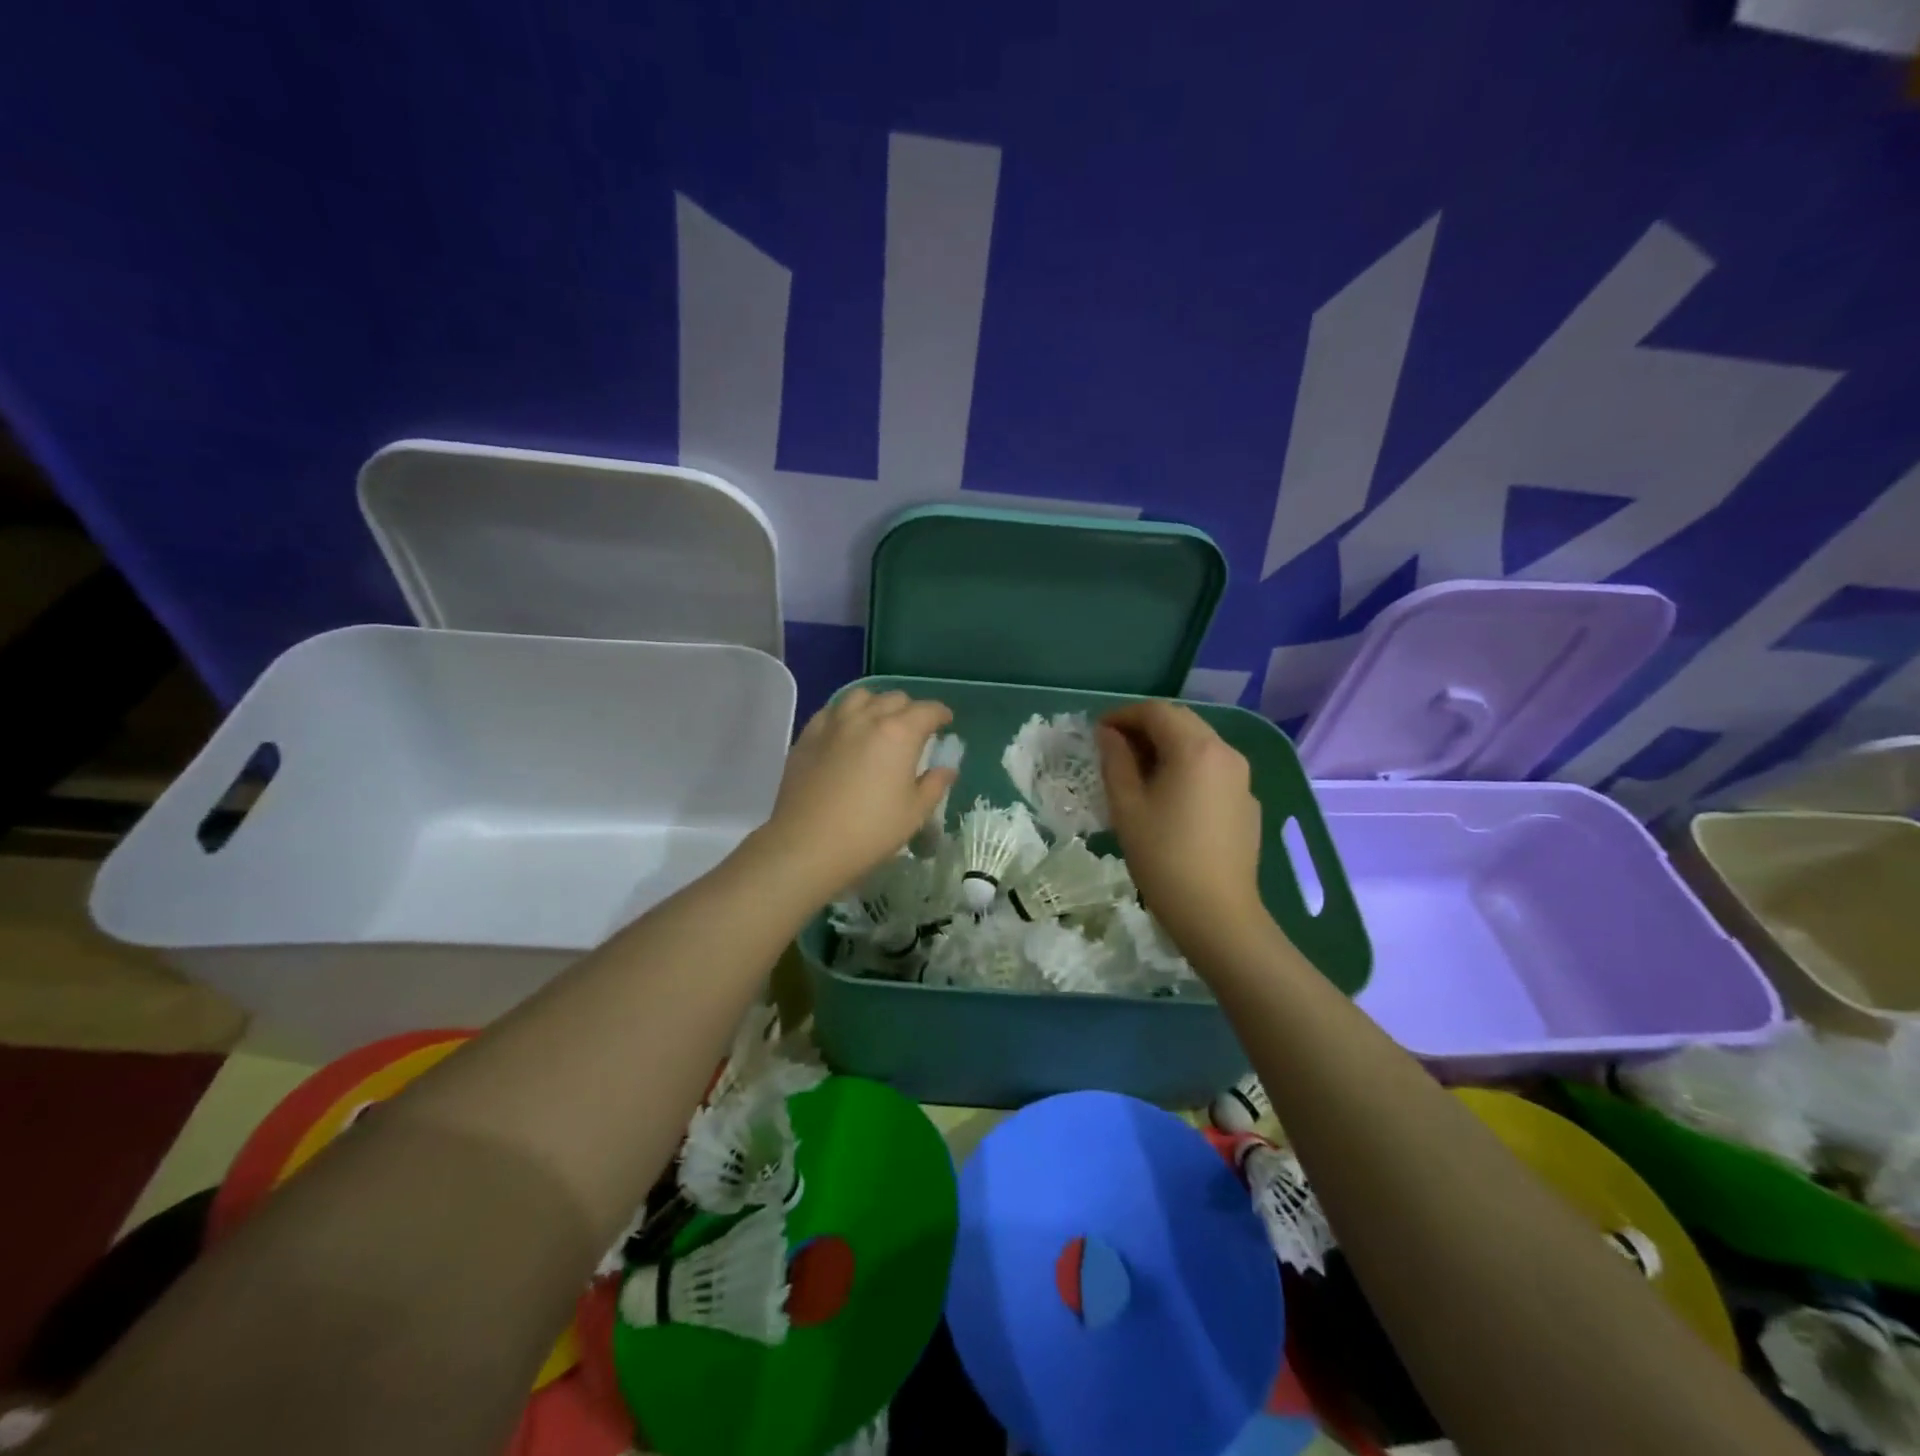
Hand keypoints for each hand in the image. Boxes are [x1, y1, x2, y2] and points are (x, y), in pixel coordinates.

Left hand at [757, 689, 956, 899]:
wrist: (807, 844)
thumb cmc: (870, 831)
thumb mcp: (914, 813)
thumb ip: (935, 784)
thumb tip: (946, 769)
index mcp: (899, 733)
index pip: (927, 710)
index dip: (941, 713)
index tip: (946, 722)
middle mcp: (866, 718)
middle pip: (894, 699)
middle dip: (910, 709)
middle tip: (914, 730)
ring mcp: (833, 724)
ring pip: (860, 697)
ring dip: (876, 705)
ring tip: (879, 723)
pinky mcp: (807, 736)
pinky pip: (831, 711)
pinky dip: (846, 714)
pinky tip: (846, 732)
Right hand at [1098, 701, 1269, 955]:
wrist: (1217, 913)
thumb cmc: (1163, 857)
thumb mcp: (1127, 806)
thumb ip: (1115, 760)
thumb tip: (1108, 734)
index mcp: (1195, 749)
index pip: (1156, 712)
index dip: (1123, 715)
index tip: (1098, 732)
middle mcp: (1226, 753)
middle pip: (1182, 722)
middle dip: (1146, 727)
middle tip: (1115, 749)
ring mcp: (1242, 779)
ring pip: (1200, 745)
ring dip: (1168, 746)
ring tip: (1139, 772)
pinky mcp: (1248, 803)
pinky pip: (1214, 770)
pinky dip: (1188, 768)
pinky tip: (1170, 797)